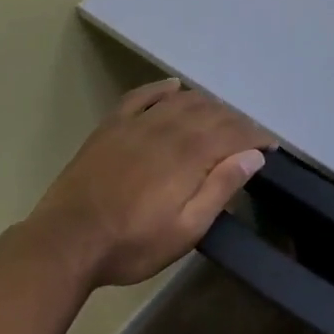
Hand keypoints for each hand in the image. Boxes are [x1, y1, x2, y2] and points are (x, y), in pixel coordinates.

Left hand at [29, 79, 269, 287]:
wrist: (63, 245)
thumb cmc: (131, 244)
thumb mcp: (186, 230)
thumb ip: (221, 189)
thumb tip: (253, 156)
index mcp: (190, 155)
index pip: (234, 133)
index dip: (256, 136)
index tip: (270, 146)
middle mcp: (168, 129)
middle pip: (213, 113)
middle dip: (236, 122)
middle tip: (247, 138)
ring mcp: (137, 124)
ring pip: (183, 100)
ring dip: (207, 104)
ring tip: (219, 118)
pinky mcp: (111, 127)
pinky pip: (142, 96)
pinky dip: (162, 88)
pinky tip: (174, 88)